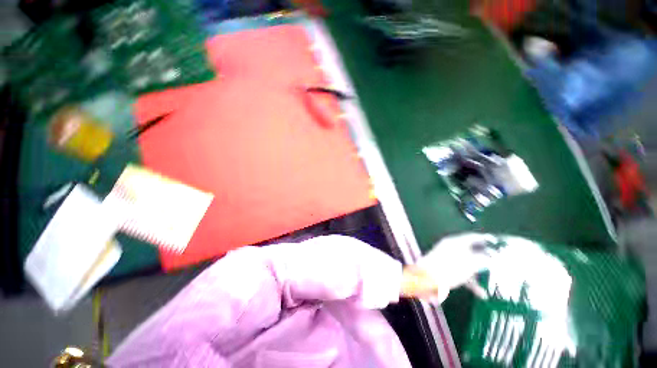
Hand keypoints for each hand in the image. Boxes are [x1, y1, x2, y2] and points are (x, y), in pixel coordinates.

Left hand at [403, 233, 497, 303]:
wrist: (424, 280)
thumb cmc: (447, 269)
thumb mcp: (468, 264)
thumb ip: (482, 260)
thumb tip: (493, 258)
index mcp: (454, 242)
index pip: (473, 237)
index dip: (487, 239)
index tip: (501, 244)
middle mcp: (451, 249)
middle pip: (472, 250)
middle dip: (486, 257)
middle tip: (502, 262)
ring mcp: (447, 260)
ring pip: (468, 264)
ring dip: (480, 272)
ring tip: (496, 280)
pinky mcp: (445, 270)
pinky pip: (461, 274)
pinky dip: (471, 282)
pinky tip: (482, 294)